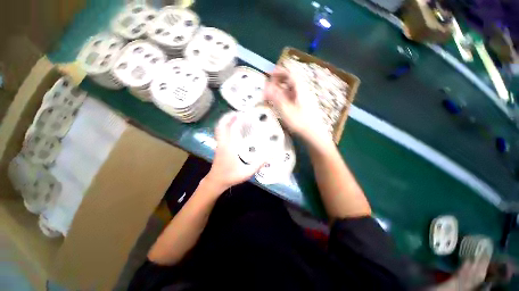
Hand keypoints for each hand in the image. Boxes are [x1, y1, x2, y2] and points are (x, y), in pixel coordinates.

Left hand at [204, 112, 264, 190]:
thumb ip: (259, 164)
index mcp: (229, 148)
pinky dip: (224, 125)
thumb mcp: (247, 172)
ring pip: (219, 127)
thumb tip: (270, 154)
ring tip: (235, 116)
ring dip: (226, 119)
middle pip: (221, 125)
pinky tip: (232, 126)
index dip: (238, 120)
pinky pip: (219, 131)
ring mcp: (219, 144)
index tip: (245, 114)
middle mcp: (222, 143)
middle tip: (239, 111)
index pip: (232, 129)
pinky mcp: (218, 145)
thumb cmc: (231, 176)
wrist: (216, 181)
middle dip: (228, 116)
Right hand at [264, 66, 327, 143]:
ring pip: (291, 90)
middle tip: (269, 85)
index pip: (290, 75)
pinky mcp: (303, 106)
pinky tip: (280, 103)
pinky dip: (284, 97)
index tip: (270, 73)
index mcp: (300, 90)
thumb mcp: (286, 110)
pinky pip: (292, 97)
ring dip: (281, 90)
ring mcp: (304, 99)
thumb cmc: (300, 122)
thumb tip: (266, 87)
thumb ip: (276, 98)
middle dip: (279, 81)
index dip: (280, 72)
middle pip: (291, 81)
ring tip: (271, 94)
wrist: (314, 134)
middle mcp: (303, 92)